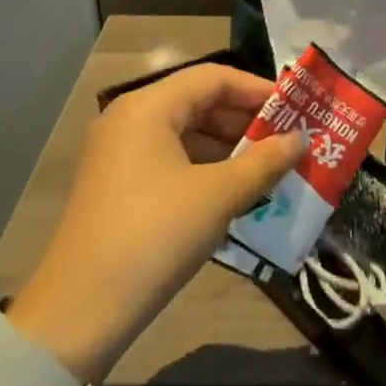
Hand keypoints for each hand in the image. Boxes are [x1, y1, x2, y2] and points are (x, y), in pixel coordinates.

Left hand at [3, 64, 304, 382]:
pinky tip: (237, 192)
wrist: (83, 307)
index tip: (296, 110)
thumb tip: (301, 140)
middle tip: (289, 142)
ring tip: (271, 168)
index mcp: (148, 108)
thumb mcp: (218, 195)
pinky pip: (172, 162)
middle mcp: (129, 121)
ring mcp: (119, 155)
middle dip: (246, 122)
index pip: (213, 78)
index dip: (258, 90)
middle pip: (198, 103)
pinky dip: (207, 170)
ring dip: (229, 149)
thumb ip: (264, 162)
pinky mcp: (119, 187)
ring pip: (186, 135)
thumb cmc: (156, 234)